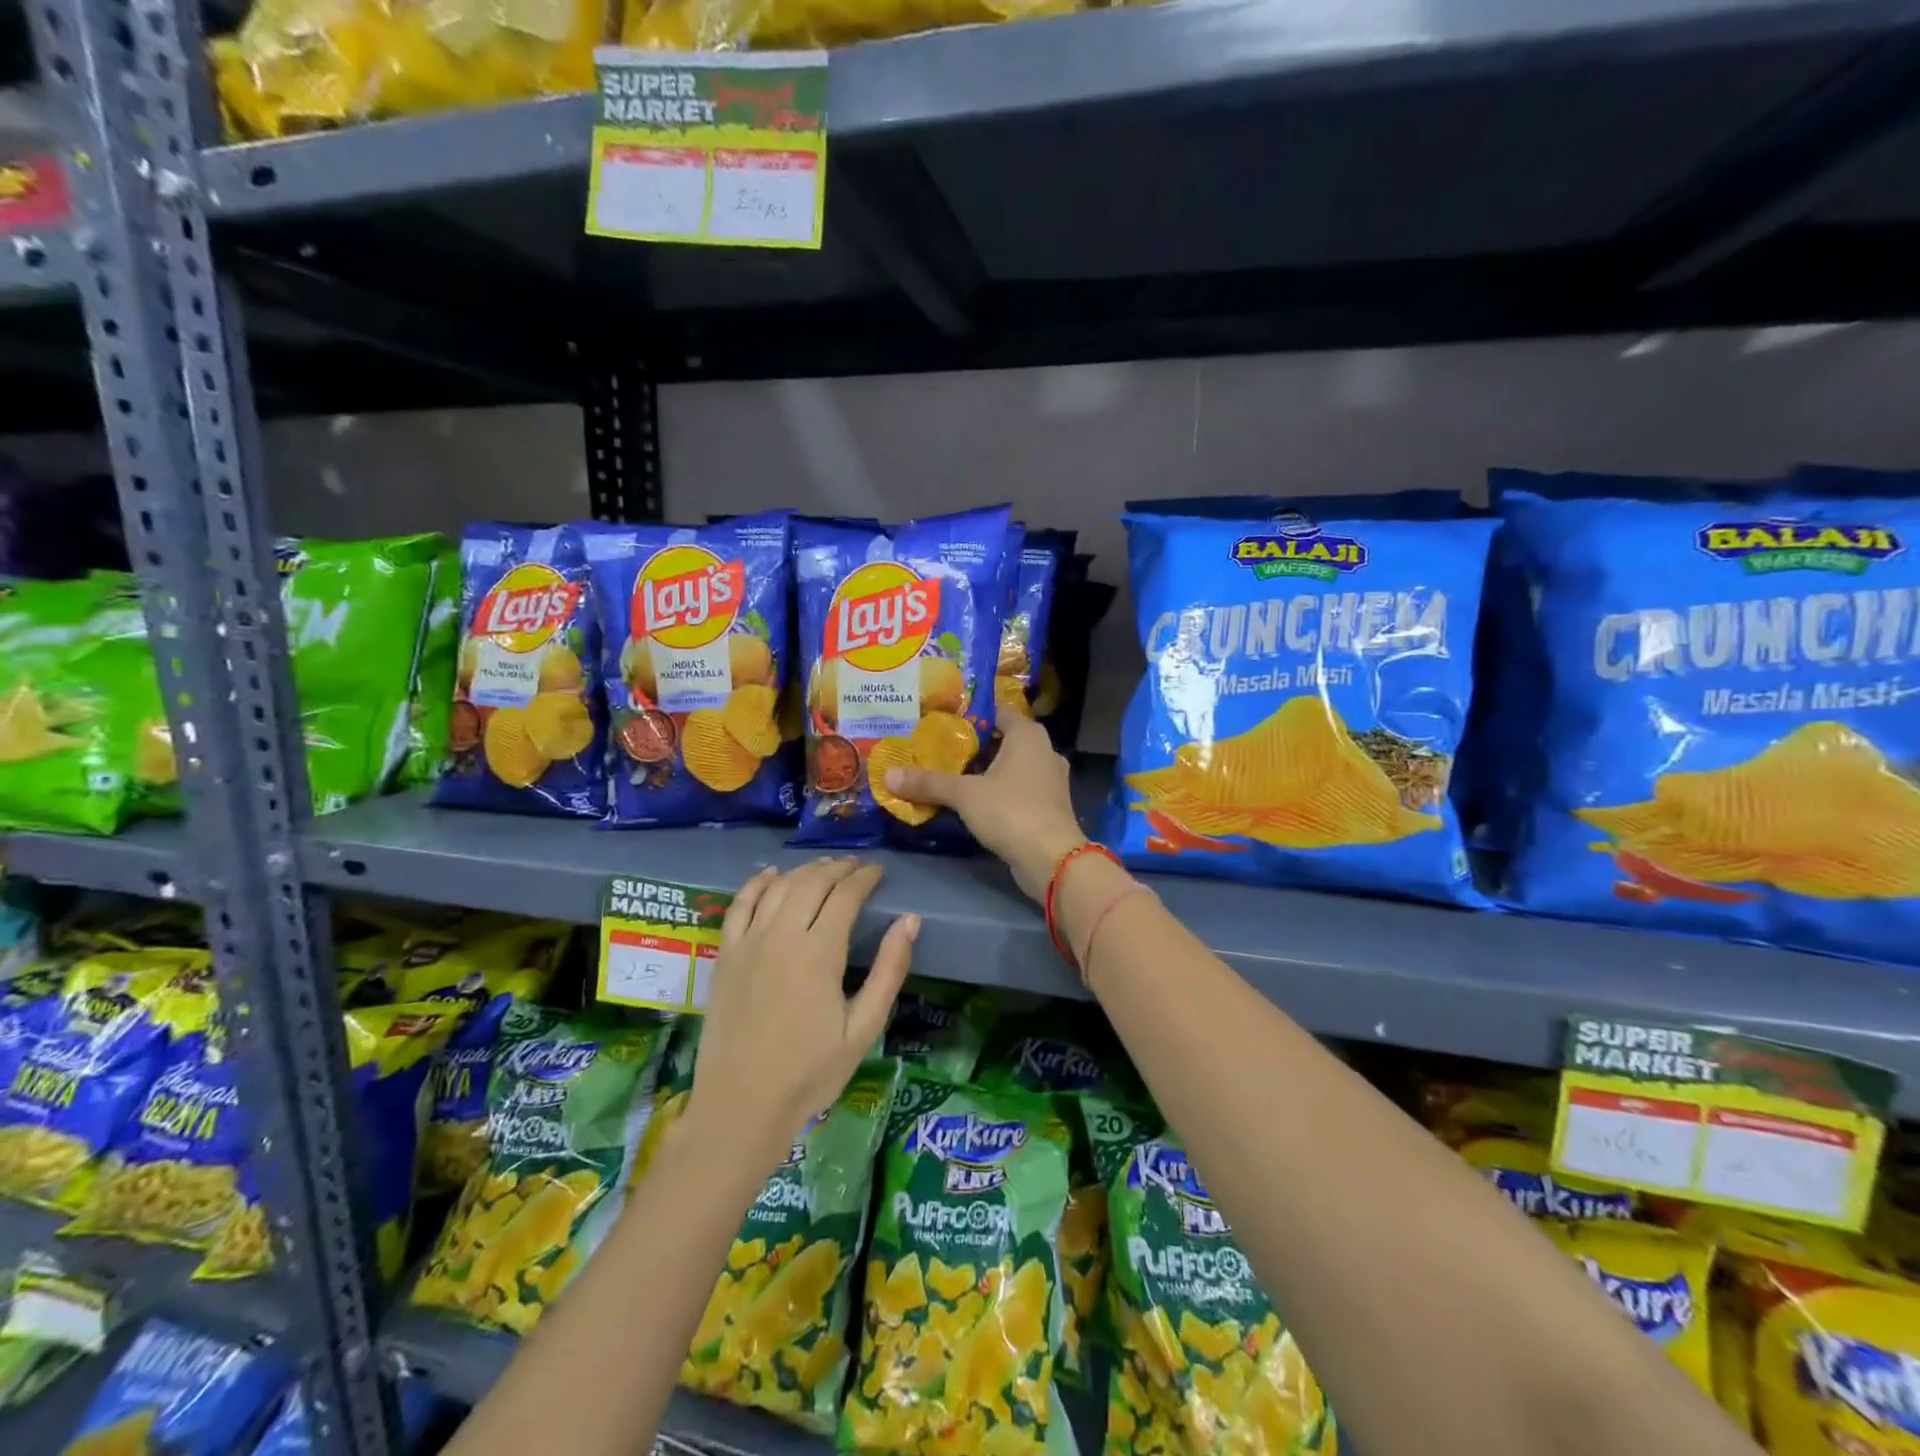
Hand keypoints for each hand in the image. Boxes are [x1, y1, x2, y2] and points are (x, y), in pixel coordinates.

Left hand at [686, 859, 916, 1166]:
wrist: (741, 1105)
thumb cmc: (810, 1073)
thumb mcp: (863, 1029)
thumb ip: (889, 970)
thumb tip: (910, 921)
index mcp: (819, 953)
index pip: (845, 895)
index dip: (864, 878)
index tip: (879, 871)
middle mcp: (782, 936)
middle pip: (812, 883)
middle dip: (838, 868)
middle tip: (857, 867)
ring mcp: (748, 943)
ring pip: (779, 887)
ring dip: (805, 870)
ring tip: (825, 867)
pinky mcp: (725, 955)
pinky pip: (740, 905)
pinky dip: (757, 883)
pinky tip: (771, 874)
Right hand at [884, 713, 1086, 899]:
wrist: (1052, 859)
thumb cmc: (1010, 811)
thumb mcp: (964, 794)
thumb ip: (929, 782)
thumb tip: (889, 775)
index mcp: (1028, 735)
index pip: (998, 711)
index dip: (971, 713)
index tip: (943, 720)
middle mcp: (1044, 751)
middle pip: (1004, 739)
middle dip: (974, 744)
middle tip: (940, 748)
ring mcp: (1050, 780)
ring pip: (1012, 766)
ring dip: (986, 770)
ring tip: (952, 774)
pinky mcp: (1049, 807)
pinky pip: (1018, 789)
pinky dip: (998, 791)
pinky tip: (974, 801)